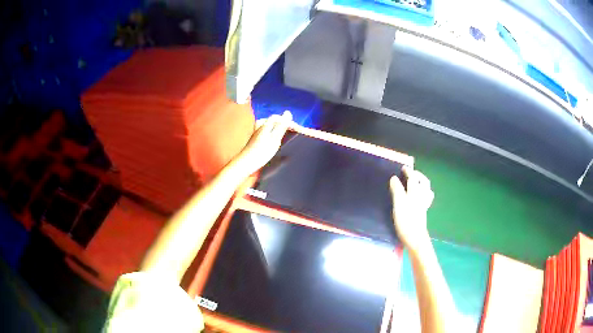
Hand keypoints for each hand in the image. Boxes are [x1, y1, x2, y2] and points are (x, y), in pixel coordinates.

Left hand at [233, 111, 292, 176]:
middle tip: (294, 131)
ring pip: (270, 126)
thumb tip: (288, 112)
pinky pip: (267, 131)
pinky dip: (274, 133)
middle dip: (284, 124)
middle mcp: (260, 125)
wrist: (246, 163)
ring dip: (279, 128)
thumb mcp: (274, 138)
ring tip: (286, 134)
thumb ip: (281, 125)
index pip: (279, 118)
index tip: (298, 129)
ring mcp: (257, 132)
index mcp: (265, 123)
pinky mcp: (255, 139)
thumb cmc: (261, 152)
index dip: (289, 122)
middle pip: (274, 121)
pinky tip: (275, 139)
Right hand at [390, 166, 433, 250]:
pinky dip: (424, 193)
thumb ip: (397, 190)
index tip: (403, 168)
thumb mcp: (398, 203)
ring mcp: (423, 204)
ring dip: (422, 183)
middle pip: (423, 182)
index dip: (408, 172)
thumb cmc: (406, 220)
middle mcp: (421, 196)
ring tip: (416, 182)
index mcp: (415, 192)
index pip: (413, 178)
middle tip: (410, 173)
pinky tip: (419, 196)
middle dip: (418, 175)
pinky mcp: (423, 212)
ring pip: (426, 190)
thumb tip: (394, 178)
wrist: (415, 237)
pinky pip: (426, 198)